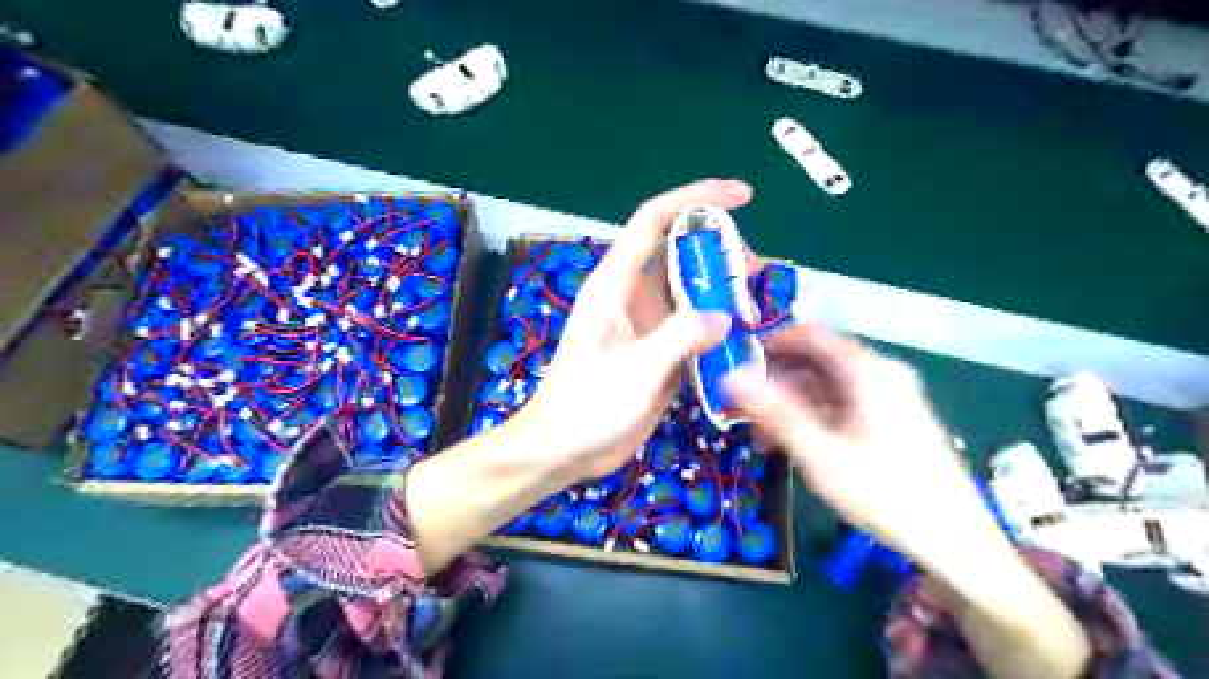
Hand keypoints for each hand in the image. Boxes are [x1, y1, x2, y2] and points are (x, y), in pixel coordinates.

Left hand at [513, 178, 752, 480]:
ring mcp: (647, 326)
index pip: (655, 220)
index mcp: (616, 285)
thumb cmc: (586, 405)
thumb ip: (680, 337)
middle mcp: (633, 297)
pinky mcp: (658, 353)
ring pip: (691, 293)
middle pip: (680, 254)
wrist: (564, 450)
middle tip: (755, 272)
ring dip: (722, 294)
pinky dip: (718, 329)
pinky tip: (742, 340)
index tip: (742, 196)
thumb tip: (725, 316)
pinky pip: (693, 329)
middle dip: (719, 253)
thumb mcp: (635, 369)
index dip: (696, 198)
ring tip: (755, 309)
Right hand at [720, 325, 1007, 578]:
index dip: (770, 345)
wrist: (956, 542)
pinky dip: (813, 416)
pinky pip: (842, 404)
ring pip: (827, 385)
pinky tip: (792, 443)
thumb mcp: (820, 454)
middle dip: (776, 381)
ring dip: (790, 403)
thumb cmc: (885, 494)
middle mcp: (880, 373)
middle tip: (741, 409)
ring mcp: (889, 395)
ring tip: (761, 435)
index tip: (738, 367)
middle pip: (816, 361)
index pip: (810, 335)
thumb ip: (774, 411)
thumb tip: (729, 376)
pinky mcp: (892, 417)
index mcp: (867, 371)